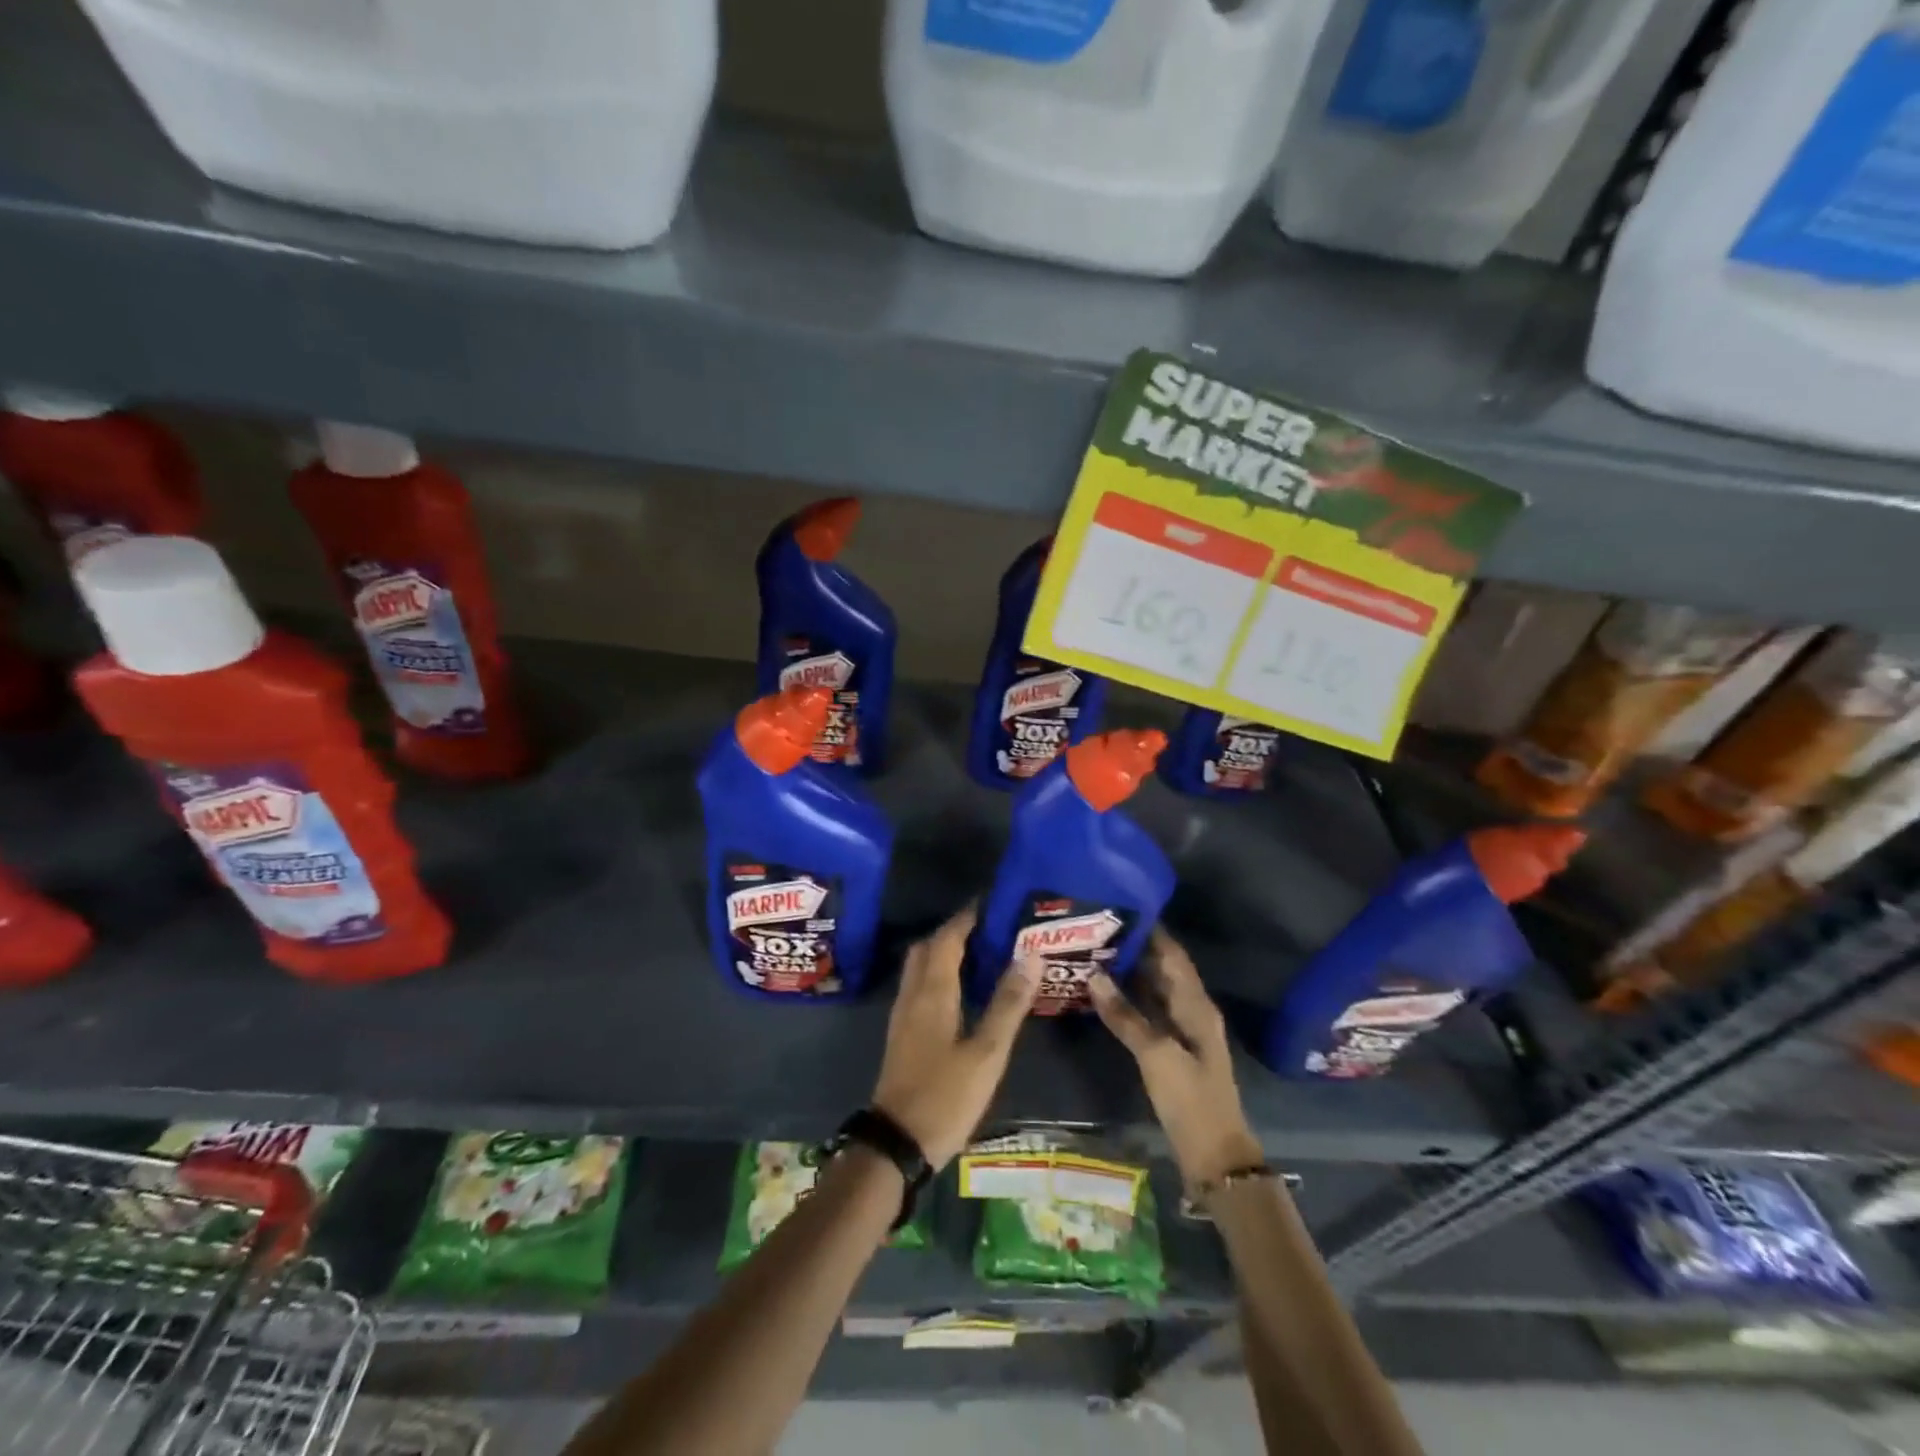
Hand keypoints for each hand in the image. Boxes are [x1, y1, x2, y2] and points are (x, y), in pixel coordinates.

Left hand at [871, 906, 1039, 1169]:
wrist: (896, 1144)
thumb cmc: (945, 1096)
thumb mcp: (987, 1054)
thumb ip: (1008, 1004)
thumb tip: (1030, 956)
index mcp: (933, 992)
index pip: (947, 938)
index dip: (967, 918)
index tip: (993, 904)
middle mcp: (913, 994)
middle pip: (928, 947)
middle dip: (955, 931)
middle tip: (990, 929)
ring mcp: (903, 1015)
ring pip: (920, 966)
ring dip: (944, 951)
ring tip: (981, 954)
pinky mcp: (902, 1034)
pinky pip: (919, 986)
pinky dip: (938, 974)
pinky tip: (961, 991)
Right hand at [1088, 928, 1262, 1186]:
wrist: (1215, 1157)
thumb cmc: (1191, 1100)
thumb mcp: (1156, 1055)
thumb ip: (1124, 1014)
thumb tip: (1094, 974)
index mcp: (1196, 1005)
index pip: (1173, 955)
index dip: (1151, 931)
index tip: (1120, 907)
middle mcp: (1191, 1010)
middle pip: (1162, 969)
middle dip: (1134, 947)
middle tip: (1096, 927)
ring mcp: (1181, 1031)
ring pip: (1154, 990)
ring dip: (1129, 972)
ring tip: (1094, 951)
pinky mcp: (1171, 1049)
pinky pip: (1149, 1011)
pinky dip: (1129, 998)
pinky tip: (1104, 992)